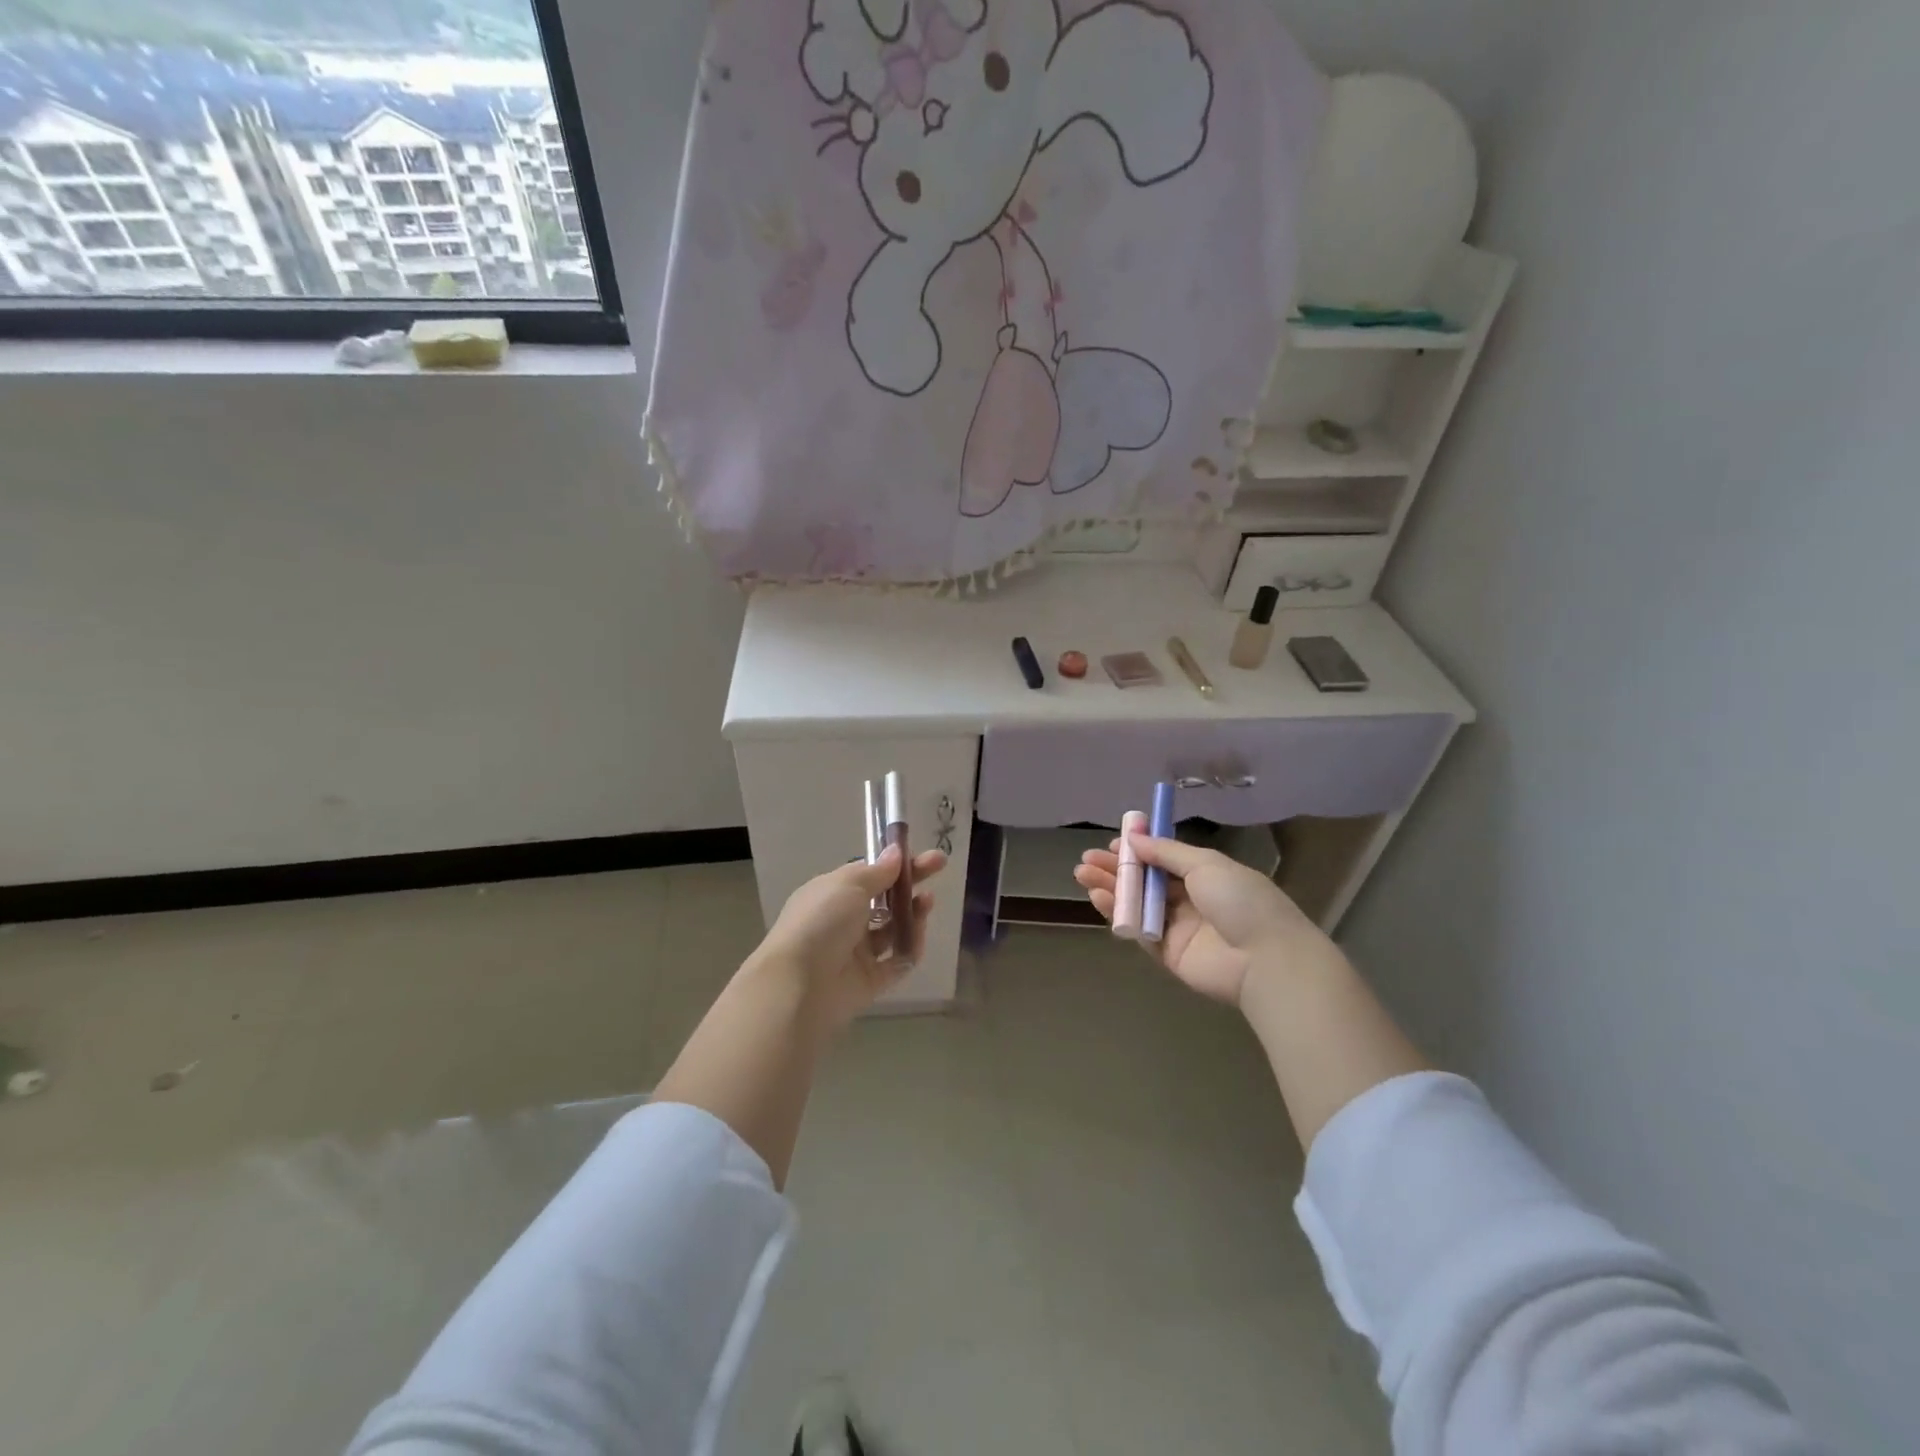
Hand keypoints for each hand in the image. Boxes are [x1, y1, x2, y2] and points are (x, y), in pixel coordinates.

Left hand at [759, 846, 945, 1028]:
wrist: (799, 985)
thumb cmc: (821, 922)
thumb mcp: (848, 885)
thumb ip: (877, 871)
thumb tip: (896, 852)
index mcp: (832, 894)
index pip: (870, 874)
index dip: (896, 863)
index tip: (923, 853)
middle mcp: (844, 921)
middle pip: (885, 900)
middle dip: (911, 884)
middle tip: (940, 866)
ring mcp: (856, 953)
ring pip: (893, 930)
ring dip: (913, 914)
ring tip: (927, 902)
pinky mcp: (869, 981)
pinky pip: (897, 962)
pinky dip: (910, 948)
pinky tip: (920, 934)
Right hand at [1073, 833, 1334, 1006]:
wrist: (1265, 960)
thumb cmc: (1241, 901)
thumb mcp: (1206, 864)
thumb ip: (1166, 852)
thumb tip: (1135, 838)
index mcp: (1206, 875)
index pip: (1165, 860)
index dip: (1139, 851)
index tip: (1114, 843)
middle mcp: (1192, 900)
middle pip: (1146, 881)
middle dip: (1117, 869)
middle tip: (1086, 860)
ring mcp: (1179, 928)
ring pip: (1138, 904)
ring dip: (1111, 888)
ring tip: (1082, 875)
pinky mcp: (1168, 954)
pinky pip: (1139, 931)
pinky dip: (1118, 914)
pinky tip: (1099, 899)